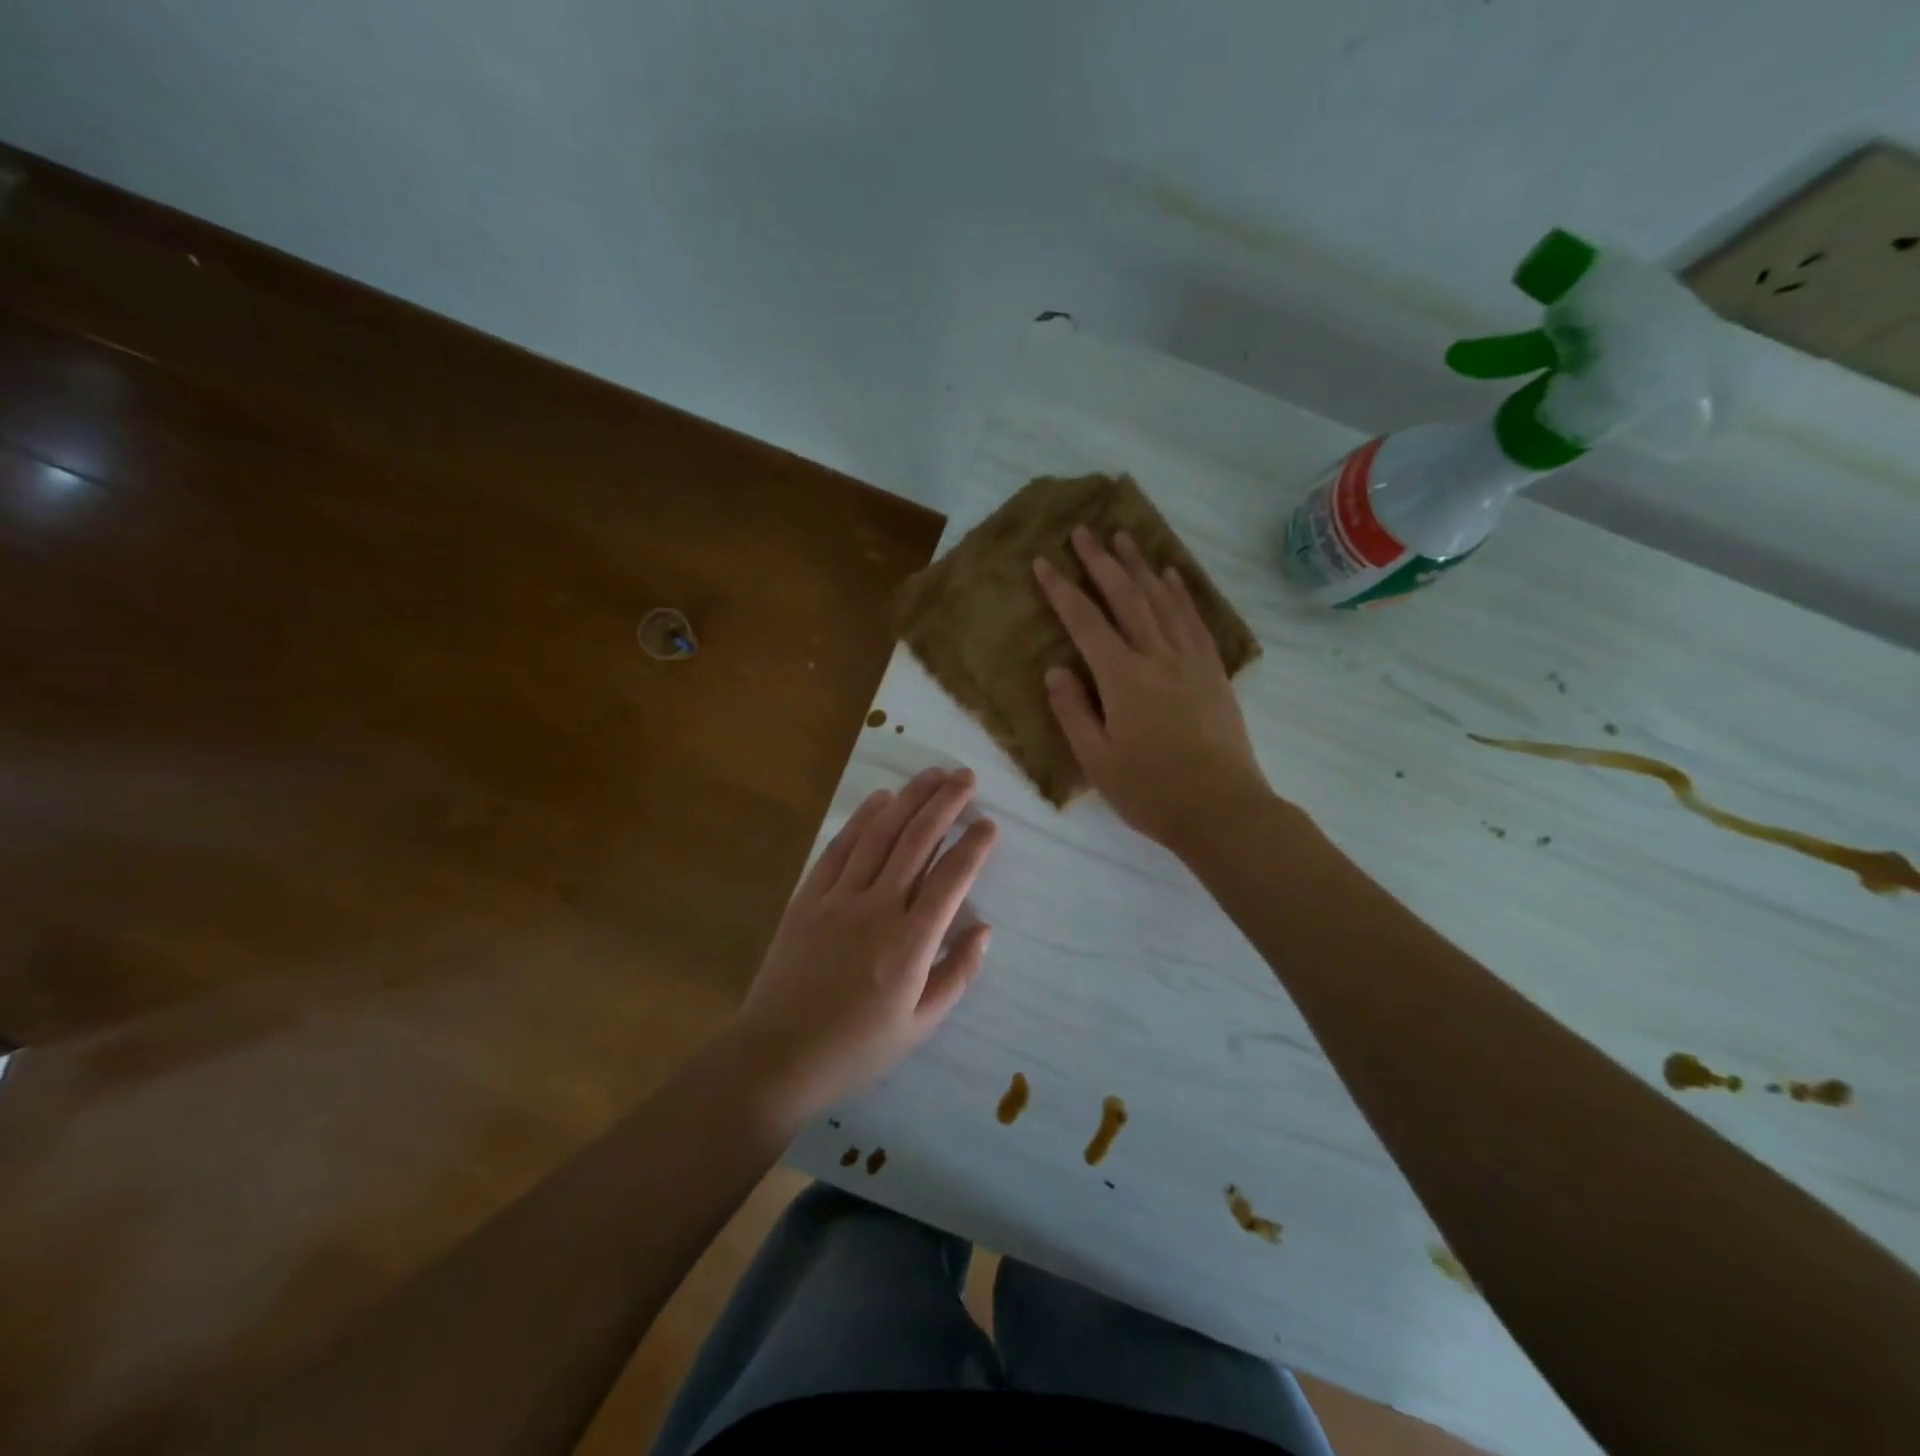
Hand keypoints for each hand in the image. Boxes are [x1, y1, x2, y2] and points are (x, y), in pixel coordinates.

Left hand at [731, 767, 996, 1118]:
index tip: (989, 824)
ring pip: (880, 835)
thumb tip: (983, 929)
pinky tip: (880, 800)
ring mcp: (838, 898)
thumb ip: (956, 973)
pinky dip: (862, 819)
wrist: (776, 1056)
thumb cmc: (856, 1049)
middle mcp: (877, 908)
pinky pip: (839, 849)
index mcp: (910, 943)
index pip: (951, 878)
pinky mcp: (808, 898)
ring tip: (932, 774)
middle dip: (945, 804)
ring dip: (908, 799)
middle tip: (965, 777)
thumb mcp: (919, 1025)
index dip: (974, 846)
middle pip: (917, 841)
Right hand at [1034, 526, 1270, 852]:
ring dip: (1141, 566)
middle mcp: (1157, 657)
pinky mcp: (1213, 671)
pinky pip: (1194, 620)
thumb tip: (1056, 670)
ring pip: (1162, 600)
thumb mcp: (1097, 760)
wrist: (1222, 809)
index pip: (1086, 622)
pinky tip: (1171, 575)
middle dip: (1101, 562)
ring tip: (1124, 537)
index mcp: (1123, 678)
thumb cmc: (1151, 791)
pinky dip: (1180, 593)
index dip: (1062, 590)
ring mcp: (1190, 661)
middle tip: (1084, 530)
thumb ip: (1073, 711)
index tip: (1044, 561)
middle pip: (1126, 598)